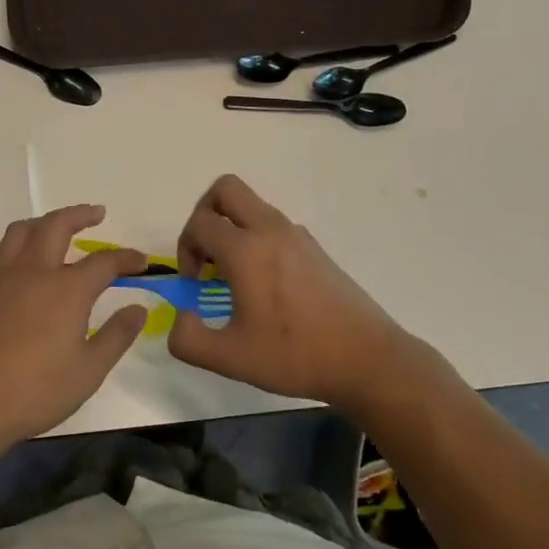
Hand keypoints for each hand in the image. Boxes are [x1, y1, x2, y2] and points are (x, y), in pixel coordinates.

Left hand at [0, 204, 148, 454]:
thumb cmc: (34, 391)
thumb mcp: (88, 371)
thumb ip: (117, 335)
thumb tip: (138, 308)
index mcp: (67, 289)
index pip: (104, 261)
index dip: (126, 258)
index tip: (141, 261)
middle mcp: (34, 270)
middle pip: (57, 225)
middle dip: (80, 214)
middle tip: (97, 213)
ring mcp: (0, 276)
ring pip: (21, 231)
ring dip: (43, 222)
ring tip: (55, 227)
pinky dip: (12, 246)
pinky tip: (15, 259)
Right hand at [167, 175, 437, 414]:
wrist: (367, 359)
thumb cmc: (295, 355)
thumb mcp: (229, 358)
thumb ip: (187, 339)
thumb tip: (181, 317)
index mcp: (246, 250)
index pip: (199, 223)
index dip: (185, 250)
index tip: (196, 285)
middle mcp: (270, 230)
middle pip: (225, 189)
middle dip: (204, 214)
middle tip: (206, 254)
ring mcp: (297, 235)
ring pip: (251, 206)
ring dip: (231, 228)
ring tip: (234, 276)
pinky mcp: (314, 248)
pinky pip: (273, 225)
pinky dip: (256, 239)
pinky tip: (265, 285)